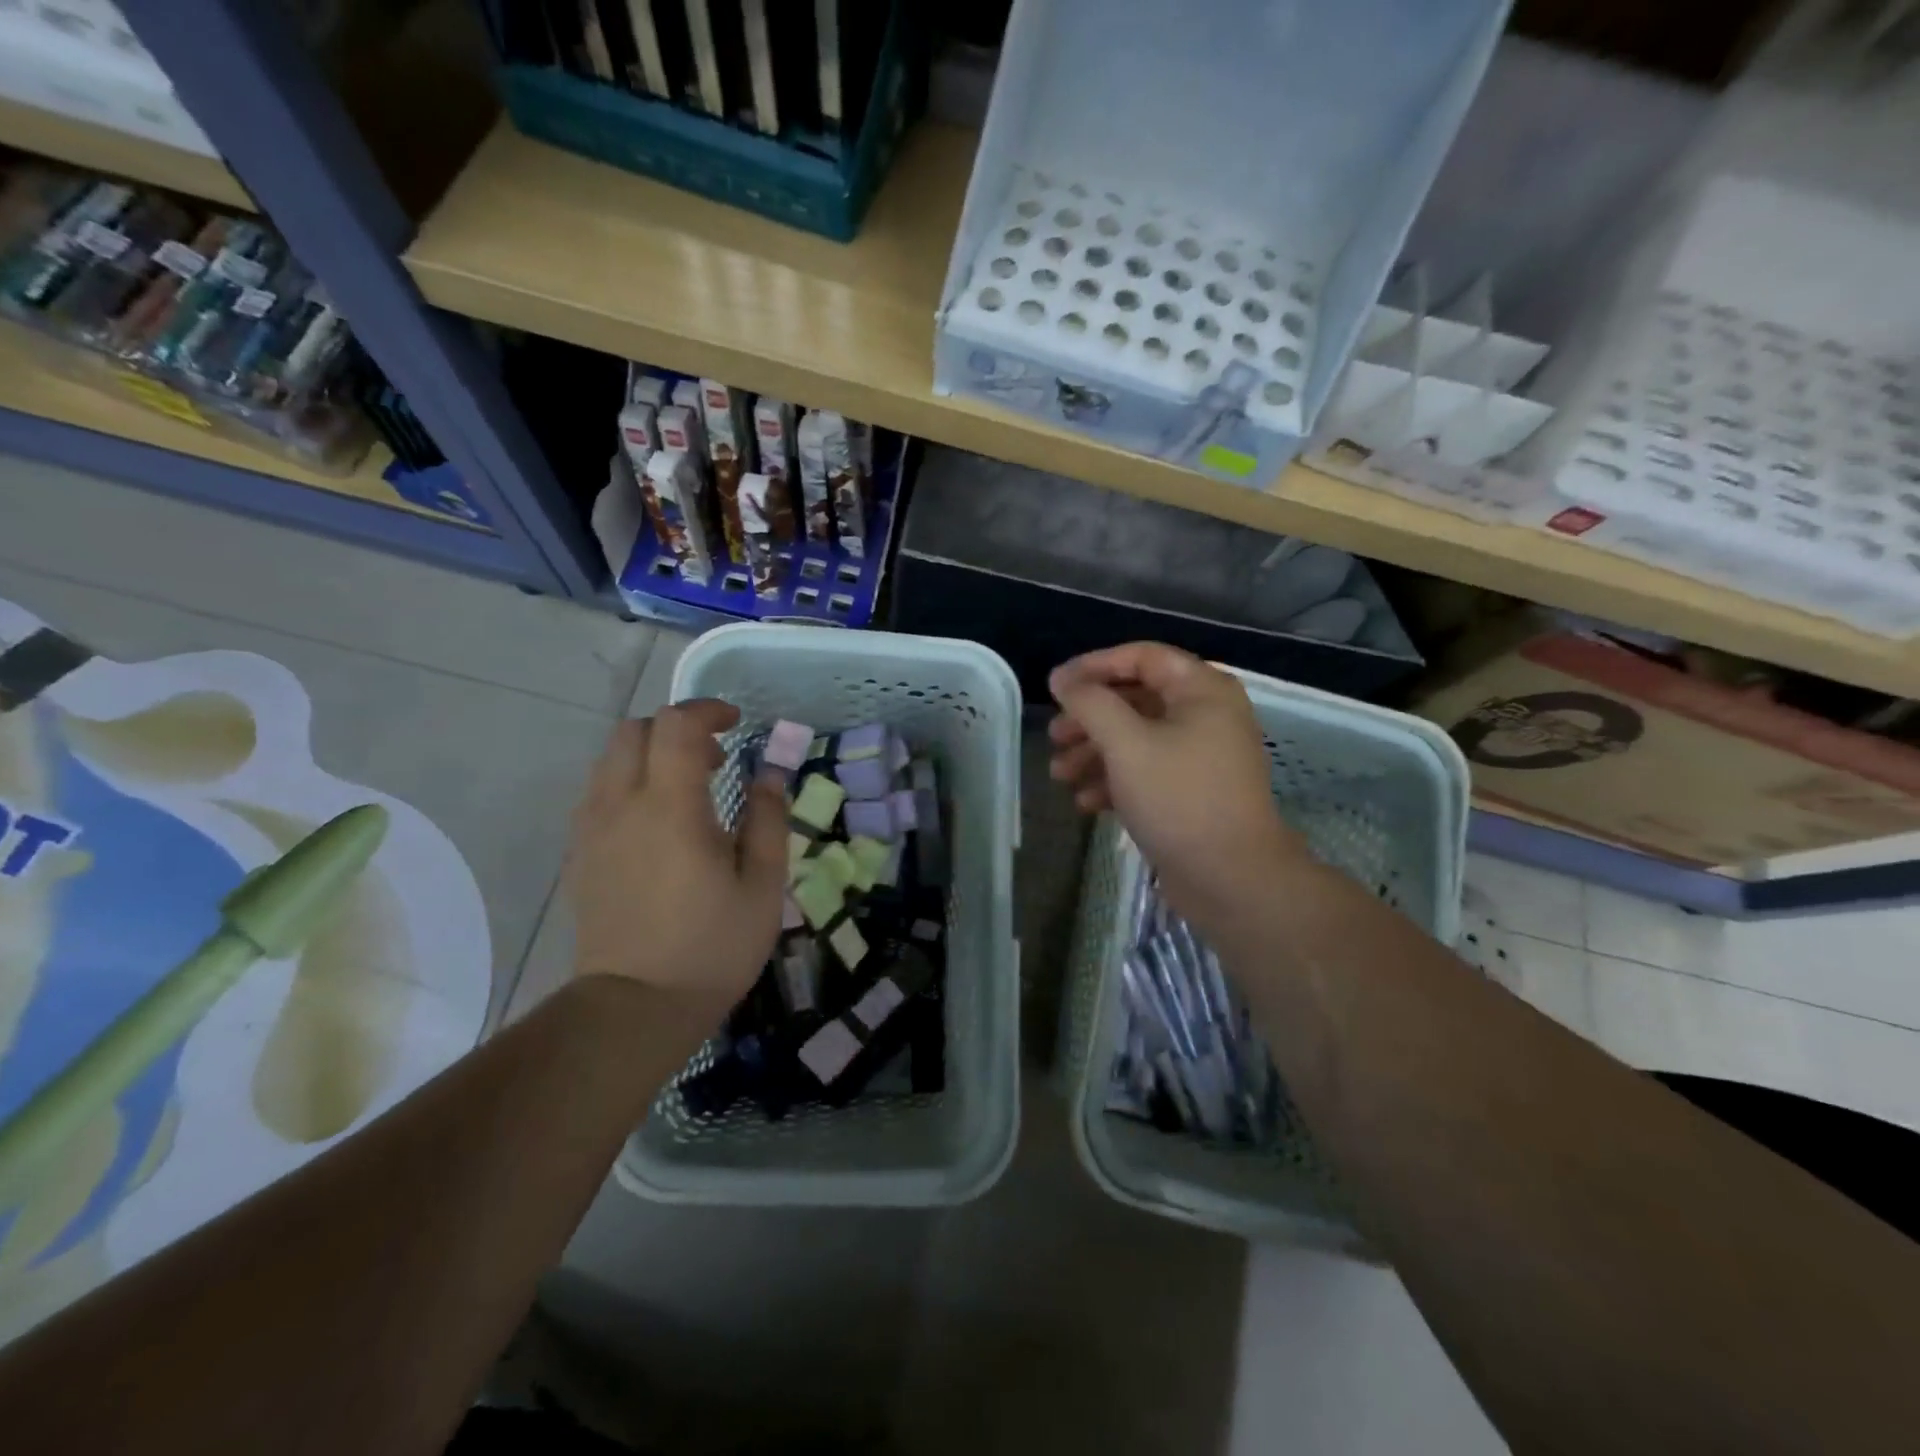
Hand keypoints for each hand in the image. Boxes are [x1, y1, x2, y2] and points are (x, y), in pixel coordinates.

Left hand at [567, 699, 786, 1002]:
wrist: (635, 1008)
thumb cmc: (712, 947)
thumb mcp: (762, 885)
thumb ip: (767, 819)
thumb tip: (769, 775)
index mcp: (671, 807)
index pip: (676, 725)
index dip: (708, 710)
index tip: (737, 723)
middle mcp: (621, 805)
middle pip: (633, 731)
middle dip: (676, 728)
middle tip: (715, 758)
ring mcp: (592, 829)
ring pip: (609, 759)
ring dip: (650, 754)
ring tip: (688, 789)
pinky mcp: (580, 854)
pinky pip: (598, 793)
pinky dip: (629, 782)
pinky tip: (658, 821)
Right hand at [1049, 644, 1306, 929]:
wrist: (1231, 878)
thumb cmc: (1179, 798)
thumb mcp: (1126, 744)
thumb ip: (1090, 703)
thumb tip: (1062, 678)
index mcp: (1201, 690)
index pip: (1141, 657)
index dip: (1094, 666)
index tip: (1055, 686)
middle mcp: (1206, 715)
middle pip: (1135, 700)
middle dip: (1089, 719)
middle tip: (1054, 737)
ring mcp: (1201, 755)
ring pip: (1137, 739)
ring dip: (1095, 753)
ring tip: (1061, 775)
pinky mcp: (1192, 791)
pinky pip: (1148, 771)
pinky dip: (1116, 780)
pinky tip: (1086, 803)